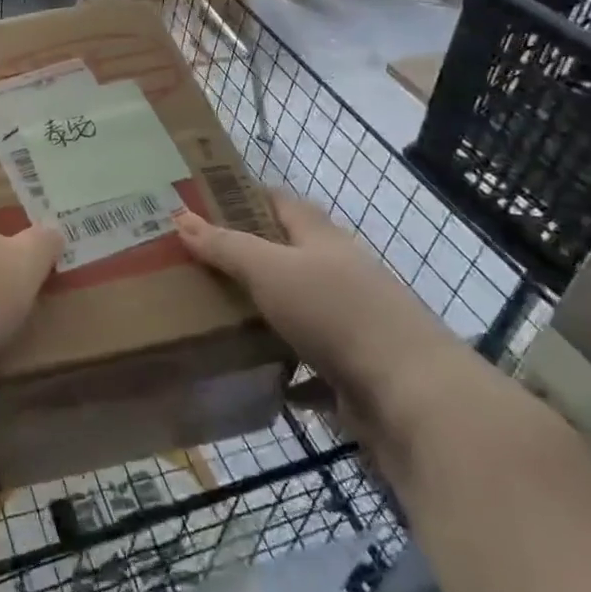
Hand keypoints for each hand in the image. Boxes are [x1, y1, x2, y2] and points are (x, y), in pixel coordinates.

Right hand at [175, 191, 470, 435]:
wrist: (411, 395)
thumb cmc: (335, 313)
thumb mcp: (269, 270)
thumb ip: (225, 245)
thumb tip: (179, 216)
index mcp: (321, 239)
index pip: (280, 202)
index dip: (244, 195)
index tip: (202, 201)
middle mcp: (338, 273)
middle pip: (286, 255)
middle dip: (244, 256)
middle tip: (193, 261)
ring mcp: (350, 323)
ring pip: (296, 309)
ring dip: (262, 313)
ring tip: (212, 315)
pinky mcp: (353, 369)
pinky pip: (308, 363)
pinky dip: (284, 368)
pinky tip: (255, 374)